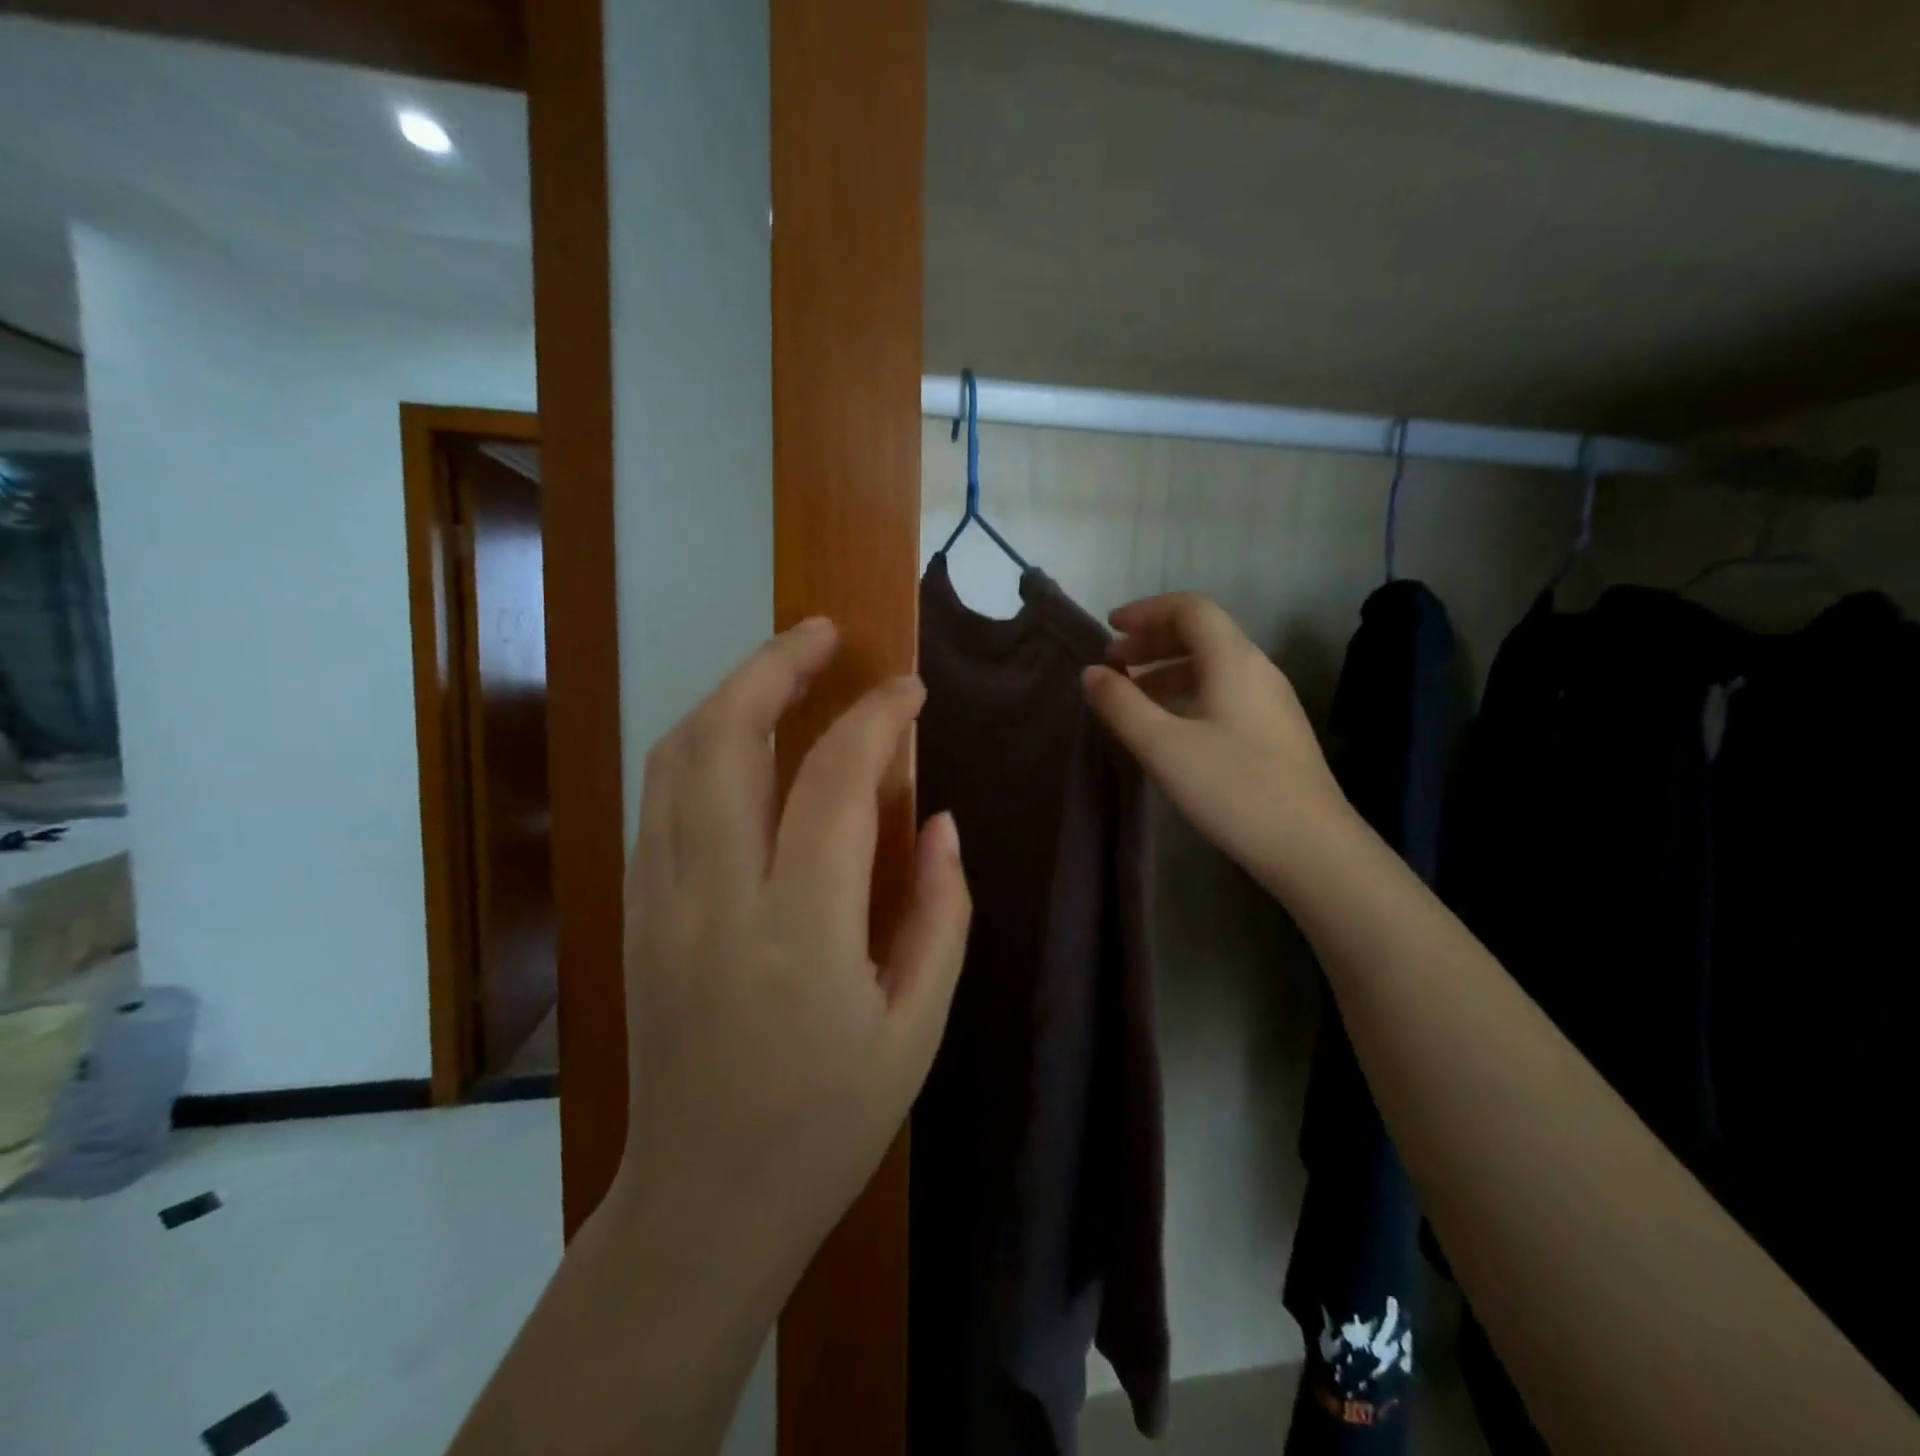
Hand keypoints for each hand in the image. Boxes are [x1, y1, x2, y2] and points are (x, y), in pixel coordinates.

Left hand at [614, 618, 970, 1293]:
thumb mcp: (919, 1027)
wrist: (704, 1201)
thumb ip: (940, 912)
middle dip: (775, 665)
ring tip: (783, 665)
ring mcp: (657, 902)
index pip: (834, 781)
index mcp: (800, 935)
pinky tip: (741, 733)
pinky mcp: (632, 912)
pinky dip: (699, 742)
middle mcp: (714, 901)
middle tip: (824, 634)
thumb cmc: (830, 1121)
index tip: (909, 692)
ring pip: (675, 757)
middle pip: (724, 740)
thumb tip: (937, 819)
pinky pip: (658, 797)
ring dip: (729, 693)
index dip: (877, 718)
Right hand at [1083, 593, 1352, 876]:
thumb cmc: (1233, 789)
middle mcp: (1257, 669)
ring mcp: (1271, 701)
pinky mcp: (1274, 731)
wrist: (1311, 847)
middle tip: (1113, 662)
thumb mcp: (1163, 747)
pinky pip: (1224, 691)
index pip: (1190, 609)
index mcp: (1233, 660)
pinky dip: (1187, 692)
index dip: (1146, 611)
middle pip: (1202, 633)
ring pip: (1213, 665)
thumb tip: (1091, 673)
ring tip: (1132, 694)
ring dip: (1168, 669)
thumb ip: (1122, 705)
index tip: (1109, 628)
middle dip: (1152, 640)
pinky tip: (1169, 725)